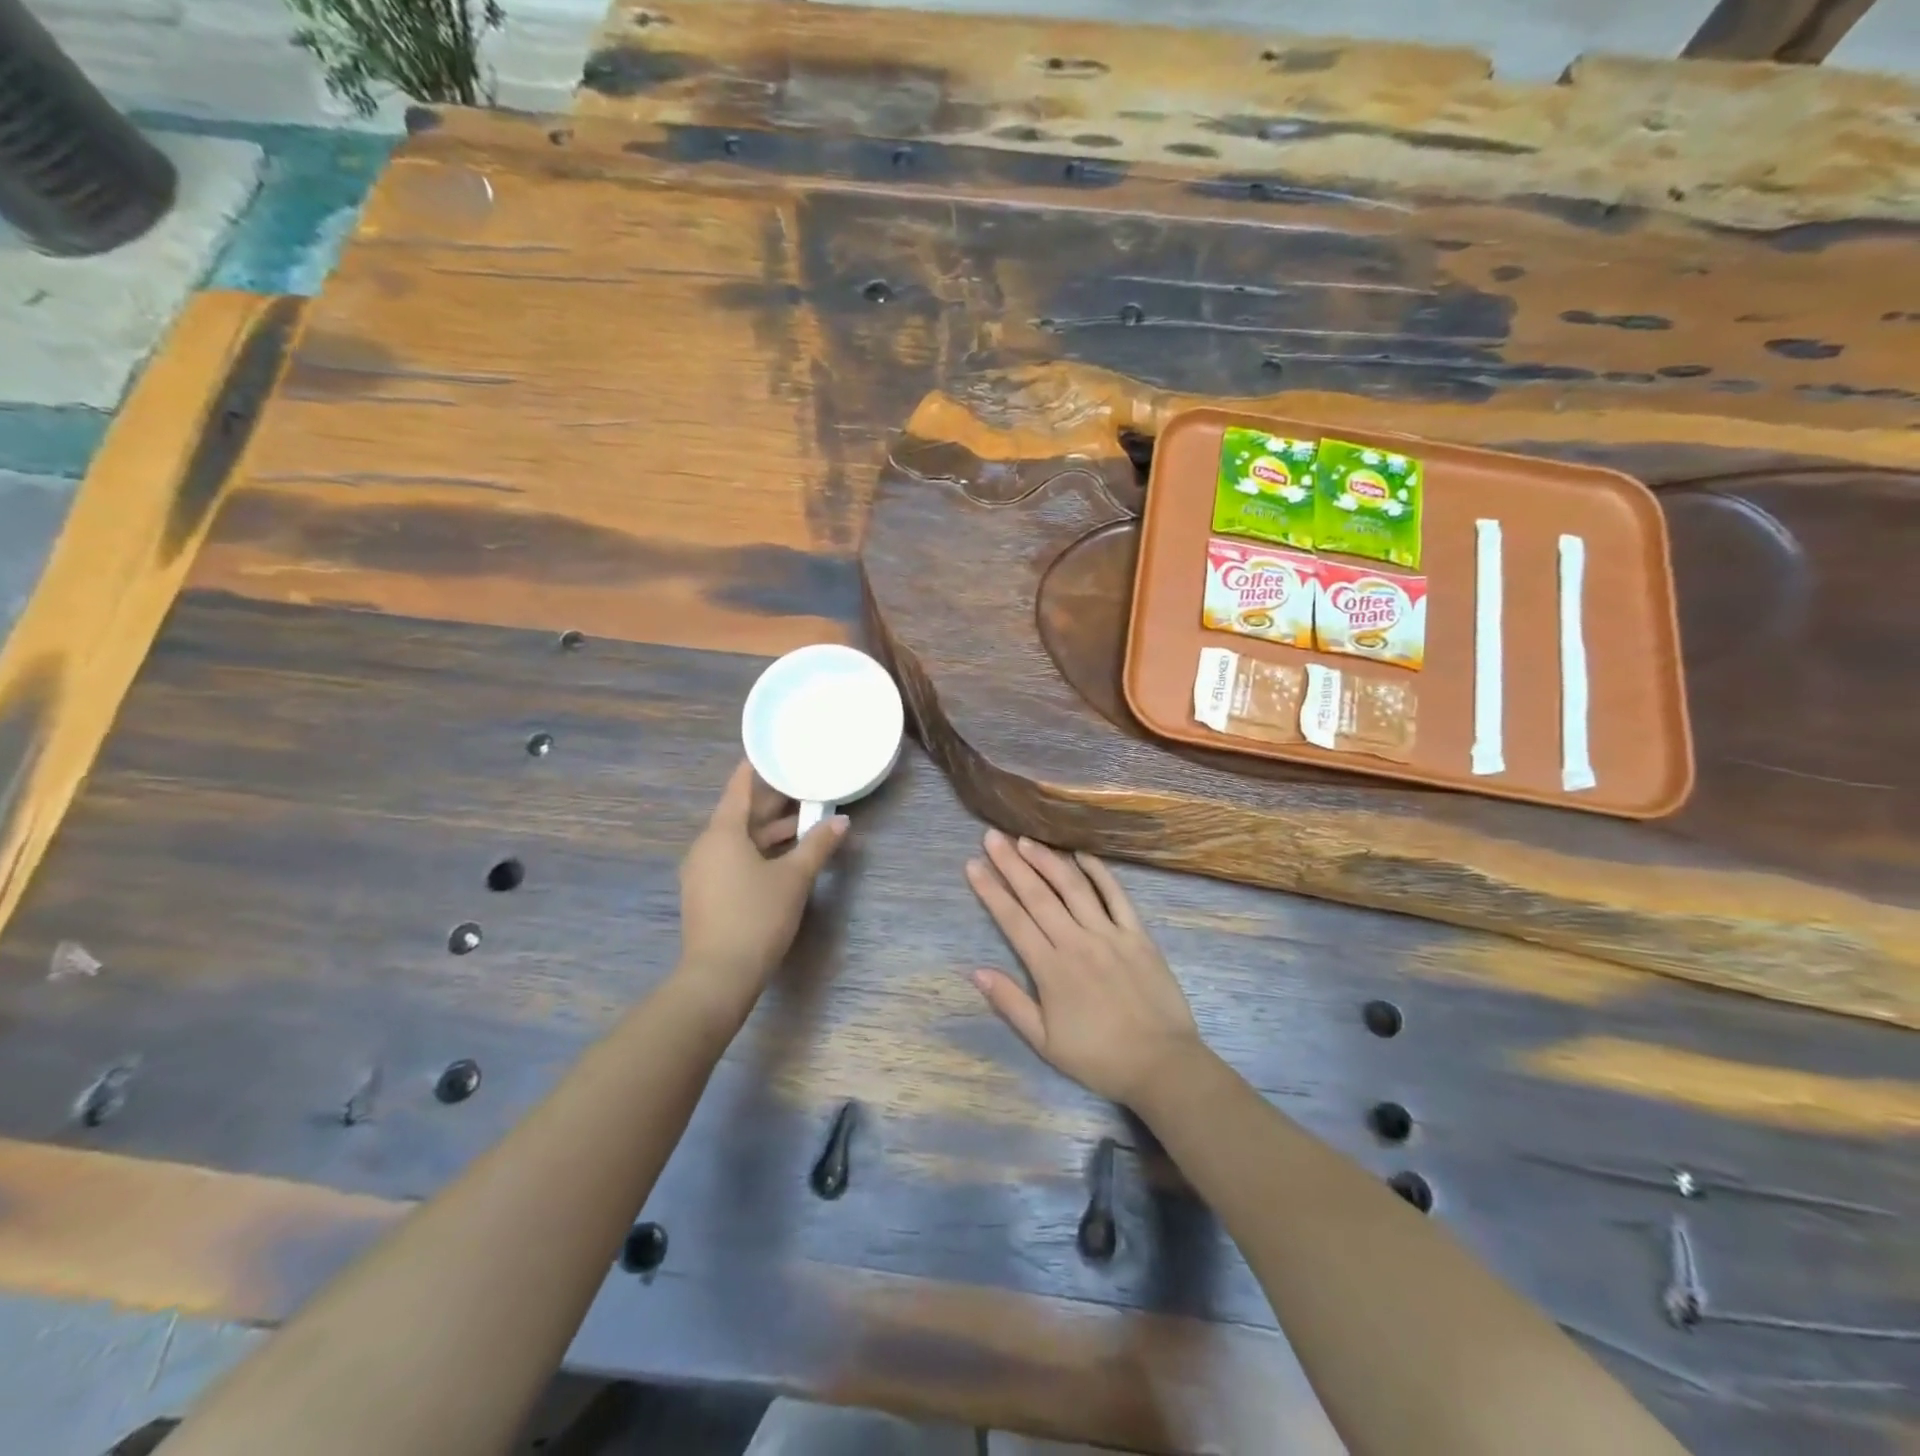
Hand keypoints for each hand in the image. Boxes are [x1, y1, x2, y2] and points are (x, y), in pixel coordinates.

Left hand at [677, 761, 846, 1017]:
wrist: (719, 975)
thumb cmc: (757, 916)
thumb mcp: (794, 878)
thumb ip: (817, 845)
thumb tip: (842, 821)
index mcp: (723, 833)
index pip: (739, 789)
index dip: (756, 770)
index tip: (773, 753)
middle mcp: (707, 846)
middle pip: (740, 815)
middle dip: (772, 803)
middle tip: (803, 787)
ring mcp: (703, 872)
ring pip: (739, 840)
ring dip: (769, 831)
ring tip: (804, 823)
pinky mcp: (707, 894)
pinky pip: (733, 859)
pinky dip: (758, 851)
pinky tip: (784, 857)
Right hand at [965, 829, 1201, 1105]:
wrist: (1162, 1064)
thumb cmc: (1098, 1057)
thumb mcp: (1044, 1042)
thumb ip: (1011, 1003)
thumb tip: (976, 971)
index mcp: (1050, 968)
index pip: (1013, 920)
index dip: (991, 890)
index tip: (973, 865)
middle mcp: (1076, 941)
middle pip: (1038, 895)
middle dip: (1011, 863)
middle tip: (992, 837)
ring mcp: (1109, 934)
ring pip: (1073, 887)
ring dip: (1047, 860)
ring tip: (1026, 840)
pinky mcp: (1138, 934)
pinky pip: (1116, 895)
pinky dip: (1099, 872)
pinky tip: (1082, 855)